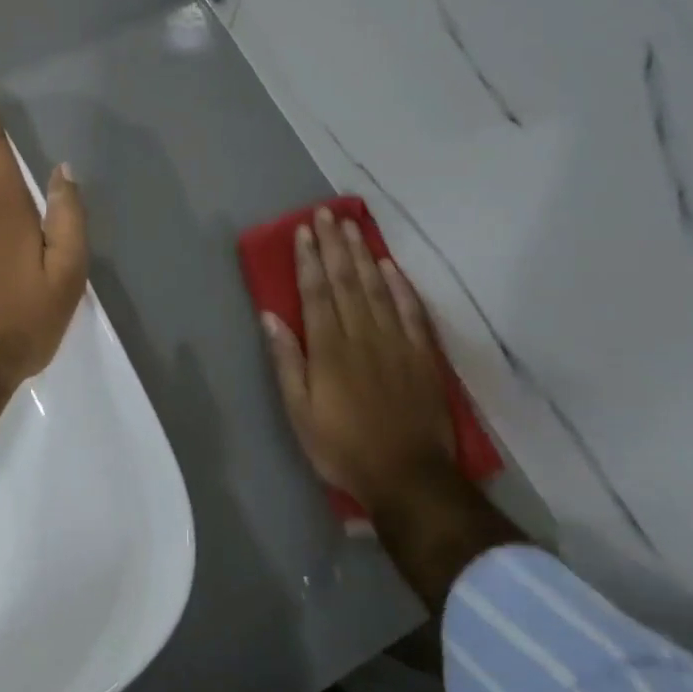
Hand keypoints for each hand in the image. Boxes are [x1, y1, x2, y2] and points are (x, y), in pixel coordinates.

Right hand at [265, 209, 457, 507]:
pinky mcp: (421, 355)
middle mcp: (362, 335)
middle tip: (326, 214)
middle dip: (334, 245)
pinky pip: (411, 311)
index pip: (317, 293)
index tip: (303, 231)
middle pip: (347, 281)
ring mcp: (396, 342)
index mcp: (329, 349)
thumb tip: (271, 317)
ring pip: (377, 288)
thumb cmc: (342, 448)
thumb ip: (287, 362)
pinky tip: (391, 266)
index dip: (308, 260)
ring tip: (351, 227)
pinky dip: (401, 285)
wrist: (407, 477)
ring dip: (363, 255)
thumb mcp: (300, 413)